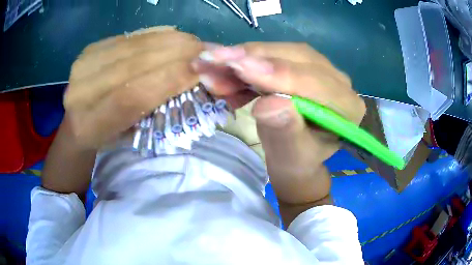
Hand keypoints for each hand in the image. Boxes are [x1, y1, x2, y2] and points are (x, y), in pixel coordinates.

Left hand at [63, 27, 202, 149]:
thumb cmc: (107, 137)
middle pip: (134, 63)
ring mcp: (84, 63)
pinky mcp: (91, 48)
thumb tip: (192, 80)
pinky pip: (131, 36)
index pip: (130, 97)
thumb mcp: (130, 137)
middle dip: (177, 53)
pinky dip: (157, 35)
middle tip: (207, 50)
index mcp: (89, 125)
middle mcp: (80, 91)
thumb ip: (155, 110)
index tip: (202, 70)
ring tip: (196, 43)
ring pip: (134, 45)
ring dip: (171, 40)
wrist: (79, 122)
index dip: (168, 79)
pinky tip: (176, 37)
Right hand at [193, 42, 365, 204]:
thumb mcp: (291, 157)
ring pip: (280, 52)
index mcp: (347, 108)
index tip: (239, 67)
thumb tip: (269, 104)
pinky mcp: (300, 65)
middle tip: (213, 60)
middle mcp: (338, 81)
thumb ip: (285, 133)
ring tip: (211, 69)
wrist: (295, 158)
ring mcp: (319, 69)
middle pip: (296, 58)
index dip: (277, 74)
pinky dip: (244, 62)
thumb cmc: (296, 163)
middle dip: (253, 59)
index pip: (315, 83)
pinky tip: (224, 74)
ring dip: (243, 59)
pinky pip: (271, 55)